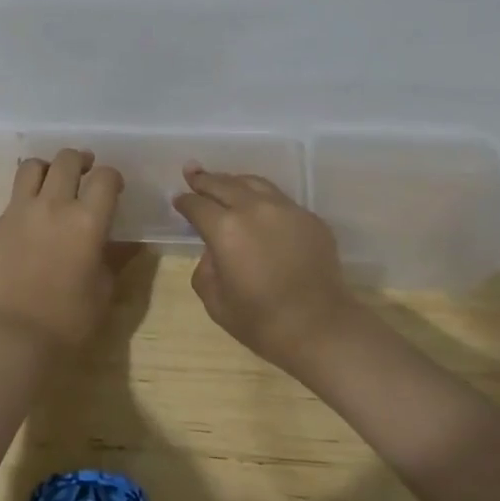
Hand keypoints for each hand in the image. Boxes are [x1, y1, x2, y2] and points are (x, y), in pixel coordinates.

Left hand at [0, 149, 124, 349]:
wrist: (18, 336)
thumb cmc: (72, 318)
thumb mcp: (105, 287)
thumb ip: (117, 256)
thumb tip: (132, 242)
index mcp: (87, 219)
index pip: (104, 176)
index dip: (112, 177)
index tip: (113, 188)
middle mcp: (53, 205)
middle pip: (66, 160)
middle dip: (80, 161)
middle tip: (84, 173)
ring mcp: (19, 212)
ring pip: (31, 167)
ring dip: (47, 169)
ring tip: (52, 183)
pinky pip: (12, 200)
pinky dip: (25, 201)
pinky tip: (30, 223)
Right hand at [172, 165, 356, 371]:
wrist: (320, 328)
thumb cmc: (261, 321)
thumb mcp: (215, 301)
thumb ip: (206, 269)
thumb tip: (214, 252)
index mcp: (225, 229)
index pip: (197, 205)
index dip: (185, 201)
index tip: (179, 200)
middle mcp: (254, 208)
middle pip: (223, 184)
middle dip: (204, 179)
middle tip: (192, 172)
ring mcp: (286, 209)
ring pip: (254, 183)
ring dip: (234, 182)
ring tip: (224, 182)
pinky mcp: (309, 218)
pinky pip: (280, 199)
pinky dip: (262, 198)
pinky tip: (259, 207)